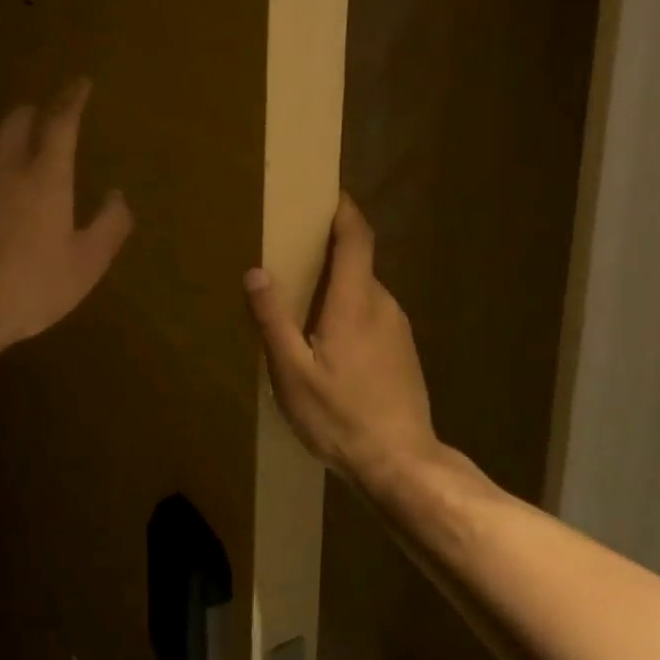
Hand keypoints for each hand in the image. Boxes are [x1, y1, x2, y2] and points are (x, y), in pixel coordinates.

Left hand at [0, 78, 133, 357]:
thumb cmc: (27, 288)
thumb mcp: (85, 266)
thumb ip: (109, 226)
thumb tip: (117, 196)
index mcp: (45, 173)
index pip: (61, 118)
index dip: (73, 97)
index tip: (80, 83)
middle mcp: (4, 163)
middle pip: (19, 117)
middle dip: (38, 113)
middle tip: (50, 124)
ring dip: (9, 140)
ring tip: (19, 159)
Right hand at [244, 194, 439, 484]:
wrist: (402, 465)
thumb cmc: (341, 415)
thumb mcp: (291, 372)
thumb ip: (272, 319)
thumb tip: (256, 271)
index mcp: (354, 301)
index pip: (357, 238)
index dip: (345, 211)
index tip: (327, 194)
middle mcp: (382, 304)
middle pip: (357, 262)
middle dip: (329, 252)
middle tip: (293, 258)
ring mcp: (398, 328)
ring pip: (364, 292)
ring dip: (338, 287)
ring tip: (305, 308)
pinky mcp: (404, 351)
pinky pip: (373, 315)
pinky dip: (350, 312)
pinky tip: (330, 346)